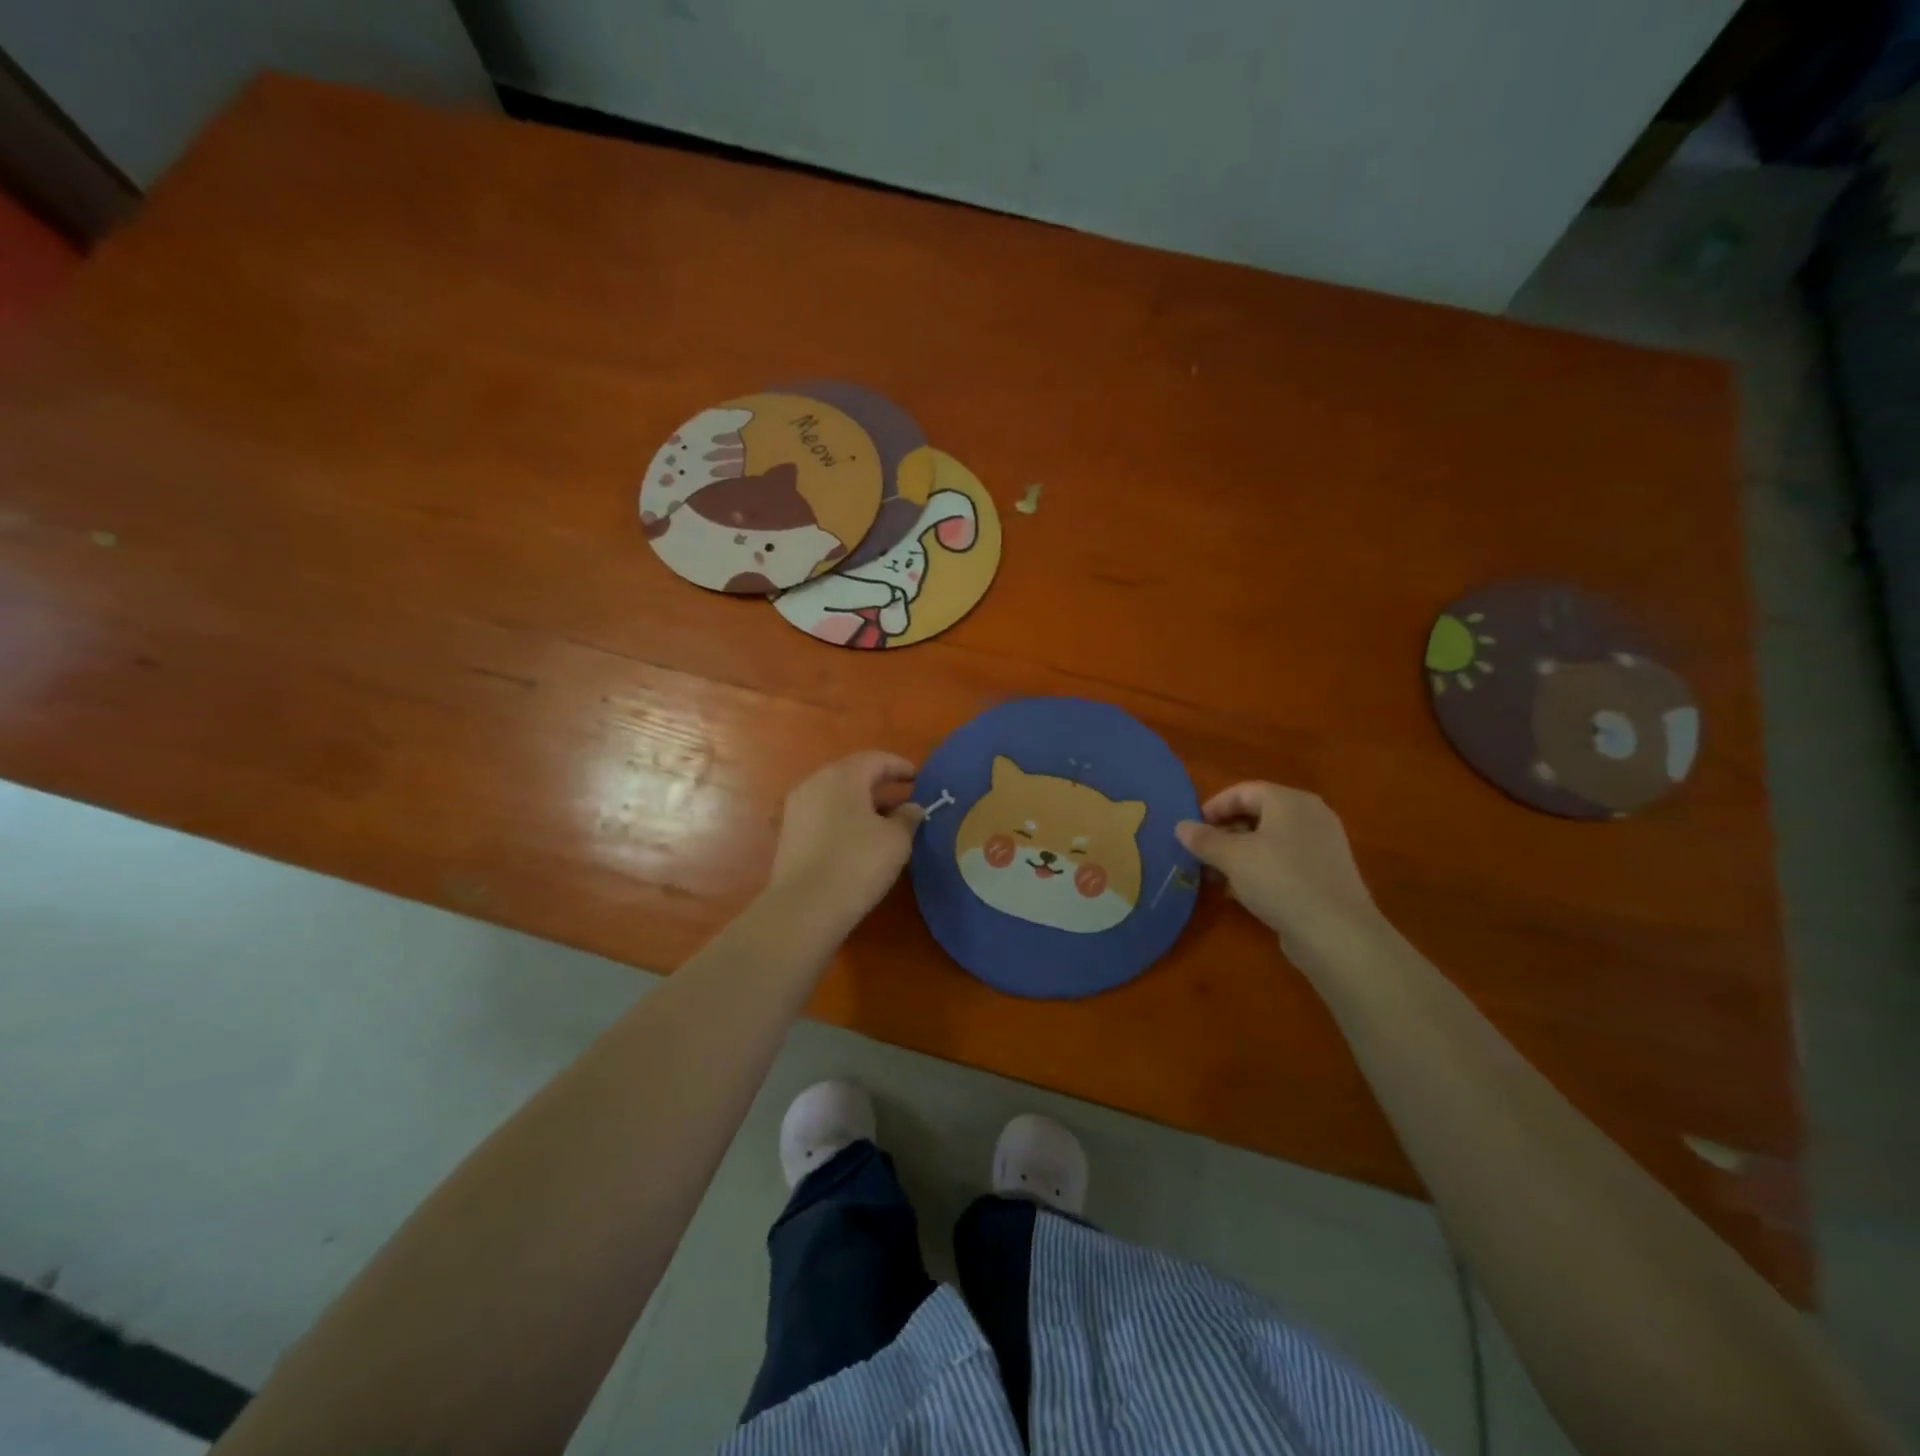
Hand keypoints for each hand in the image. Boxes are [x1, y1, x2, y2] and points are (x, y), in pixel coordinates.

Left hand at [767, 751, 923, 923]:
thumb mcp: (896, 840)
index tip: (920, 779)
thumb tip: (911, 808)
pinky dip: (845, 819)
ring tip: (887, 823)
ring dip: (863, 804)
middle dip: (881, 785)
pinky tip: (860, 839)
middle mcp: (815, 783)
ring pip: (837, 796)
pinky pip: (824, 814)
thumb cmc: (858, 863)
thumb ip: (908, 817)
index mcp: (843, 775)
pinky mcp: (789, 833)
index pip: (876, 759)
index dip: (901, 767)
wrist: (804, 908)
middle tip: (905, 800)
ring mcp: (797, 808)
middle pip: (854, 775)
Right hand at [1176, 783, 1385, 964]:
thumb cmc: (1280, 880)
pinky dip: (1261, 870)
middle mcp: (1310, 816)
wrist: (1336, 933)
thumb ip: (1203, 839)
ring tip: (1216, 876)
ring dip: (1239, 854)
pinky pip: (1285, 862)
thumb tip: (1180, 826)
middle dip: (1225, 833)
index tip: (1192, 829)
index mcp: (1290, 801)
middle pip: (1258, 814)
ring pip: (1270, 841)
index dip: (1214, 806)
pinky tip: (1243, 893)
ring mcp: (1322, 847)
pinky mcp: (1326, 875)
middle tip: (1201, 853)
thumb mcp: (1232, 857)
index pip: (1244, 791)